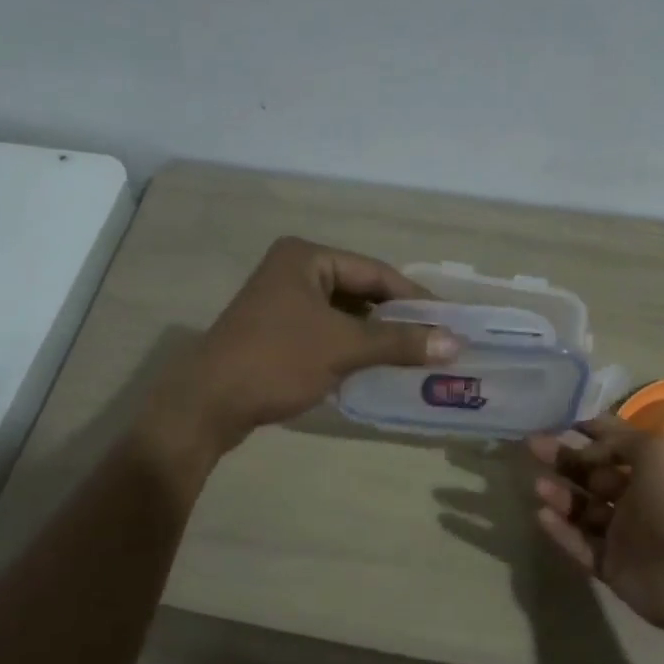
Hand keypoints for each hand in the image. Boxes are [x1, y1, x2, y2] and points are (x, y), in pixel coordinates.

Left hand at [172, 237, 457, 453]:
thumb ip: (400, 343)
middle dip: (397, 319)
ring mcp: (282, 302)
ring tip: (416, 356)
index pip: (375, 272)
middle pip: (361, 291)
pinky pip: (327, 332)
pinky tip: (379, 366)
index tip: (449, 321)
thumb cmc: (276, 361)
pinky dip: (353, 347)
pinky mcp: (277, 332)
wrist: (207, 405)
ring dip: (377, 336)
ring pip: (345, 314)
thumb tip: (455, 344)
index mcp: (306, 258)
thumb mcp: (344, 348)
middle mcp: (294, 271)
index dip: (414, 298)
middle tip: (436, 340)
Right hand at [528, 416, 663, 641]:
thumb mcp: (659, 454)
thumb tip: (588, 446)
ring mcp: (626, 535)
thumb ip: (621, 442)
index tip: (558, 420)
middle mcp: (640, 498)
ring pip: (584, 510)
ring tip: (538, 485)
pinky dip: (561, 531)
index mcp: (657, 469)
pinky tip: (541, 515)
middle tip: (533, 446)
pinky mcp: (613, 567)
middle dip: (565, 459)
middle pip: (594, 475)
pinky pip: (580, 545)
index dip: (590, 430)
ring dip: (561, 495)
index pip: (618, 443)